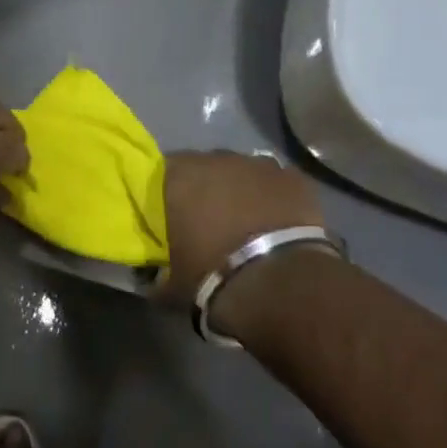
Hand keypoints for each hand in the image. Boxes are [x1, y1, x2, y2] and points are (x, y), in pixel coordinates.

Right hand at [160, 151, 325, 326]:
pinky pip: (277, 183)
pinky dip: (274, 198)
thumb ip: (157, 279)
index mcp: (179, 177)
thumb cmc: (214, 278)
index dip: (169, 192)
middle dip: (207, 188)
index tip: (172, 214)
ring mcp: (259, 164)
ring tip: (247, 224)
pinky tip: (278, 222)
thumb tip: (152, 284)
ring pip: (243, 172)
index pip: (165, 172)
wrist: (280, 283)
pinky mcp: (294, 178)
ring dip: (242, 190)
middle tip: (209, 221)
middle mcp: (216, 160)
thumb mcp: (173, 287)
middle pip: (206, 167)